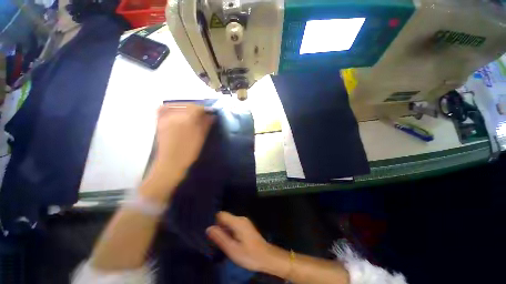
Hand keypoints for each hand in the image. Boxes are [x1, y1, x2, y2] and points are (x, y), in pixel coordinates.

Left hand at [154, 103, 213, 172]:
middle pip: (187, 105)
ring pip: (176, 106)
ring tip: (191, 114)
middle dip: (196, 108)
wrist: (170, 162)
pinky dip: (171, 108)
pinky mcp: (159, 122)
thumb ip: (206, 124)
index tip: (208, 113)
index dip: (204, 109)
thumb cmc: (189, 151)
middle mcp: (175, 115)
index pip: (197, 107)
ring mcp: (165, 118)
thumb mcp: (201, 138)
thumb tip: (212, 116)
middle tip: (201, 115)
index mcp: (187, 120)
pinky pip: (163, 109)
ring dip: (185, 107)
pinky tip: (176, 113)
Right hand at [206, 212, 289, 273]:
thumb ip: (220, 237)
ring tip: (226, 243)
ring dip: (225, 231)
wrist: (266, 256)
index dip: (215, 222)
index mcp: (237, 222)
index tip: (213, 234)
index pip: (221, 214)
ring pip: (230, 222)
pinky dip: (230, 232)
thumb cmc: (249, 254)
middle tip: (219, 242)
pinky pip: (234, 225)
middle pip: (225, 218)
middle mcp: (241, 218)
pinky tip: (232, 242)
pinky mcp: (246, 226)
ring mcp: (245, 221)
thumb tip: (209, 228)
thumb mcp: (232, 249)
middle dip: (220, 228)